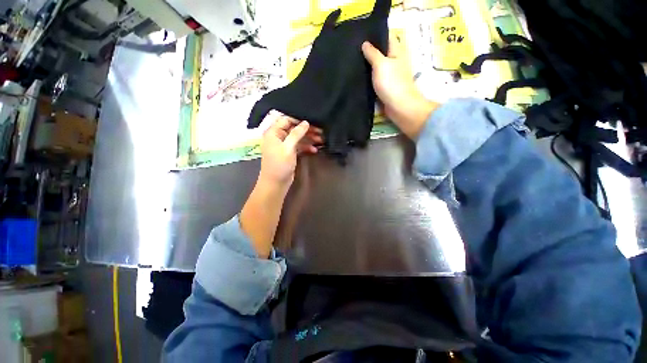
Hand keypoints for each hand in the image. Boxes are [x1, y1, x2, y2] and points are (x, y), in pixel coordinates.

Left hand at [258, 111, 322, 187]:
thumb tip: (306, 122)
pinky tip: (315, 150)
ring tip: (321, 140)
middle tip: (320, 131)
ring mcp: (284, 145)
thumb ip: (297, 133)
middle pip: (294, 128)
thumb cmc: (280, 164)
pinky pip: (299, 146)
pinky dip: (306, 147)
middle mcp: (278, 137)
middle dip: (307, 130)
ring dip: (309, 139)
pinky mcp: (289, 153)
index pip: (286, 119)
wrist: (276, 183)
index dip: (299, 120)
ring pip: (298, 138)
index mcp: (273, 132)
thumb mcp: (288, 147)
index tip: (312, 121)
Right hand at [362, 33, 438, 138]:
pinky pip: (375, 79)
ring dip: (367, 65)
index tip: (360, 34)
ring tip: (352, 60)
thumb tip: (365, 43)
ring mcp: (389, 75)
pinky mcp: (384, 87)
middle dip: (368, 50)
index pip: (386, 37)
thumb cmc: (392, 83)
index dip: (375, 35)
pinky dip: (368, 77)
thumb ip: (372, 53)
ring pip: (377, 66)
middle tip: (352, 48)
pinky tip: (358, 75)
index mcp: (396, 51)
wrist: (399, 106)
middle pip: (380, 52)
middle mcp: (394, 61)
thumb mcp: (381, 64)